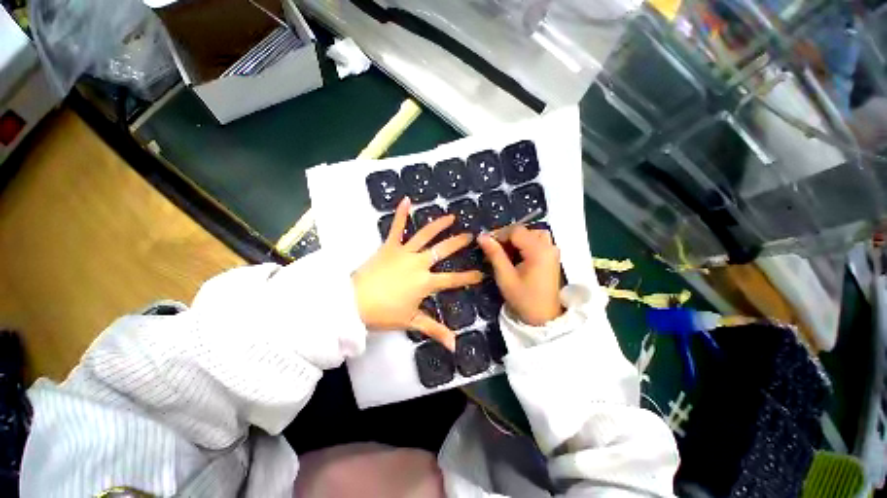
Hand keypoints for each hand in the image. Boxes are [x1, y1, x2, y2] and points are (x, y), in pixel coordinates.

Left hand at [352, 197, 482, 349]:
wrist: (354, 303)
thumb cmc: (384, 313)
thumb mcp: (411, 322)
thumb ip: (434, 330)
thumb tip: (454, 345)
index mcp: (426, 282)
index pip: (453, 279)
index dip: (469, 277)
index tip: (482, 272)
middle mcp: (419, 263)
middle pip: (443, 251)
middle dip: (459, 243)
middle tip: (471, 236)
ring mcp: (404, 252)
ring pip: (425, 235)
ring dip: (439, 225)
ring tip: (451, 216)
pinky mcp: (389, 246)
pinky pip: (396, 228)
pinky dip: (401, 213)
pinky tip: (407, 200)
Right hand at [478, 226, 562, 325]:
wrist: (544, 318)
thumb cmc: (523, 299)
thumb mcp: (505, 276)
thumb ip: (494, 254)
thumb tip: (481, 236)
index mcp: (538, 250)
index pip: (516, 230)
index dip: (499, 234)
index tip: (487, 244)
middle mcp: (548, 246)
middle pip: (525, 230)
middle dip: (507, 237)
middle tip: (494, 250)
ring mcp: (552, 251)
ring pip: (532, 234)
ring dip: (517, 240)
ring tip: (505, 253)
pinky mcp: (552, 257)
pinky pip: (537, 242)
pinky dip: (525, 245)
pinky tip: (516, 257)